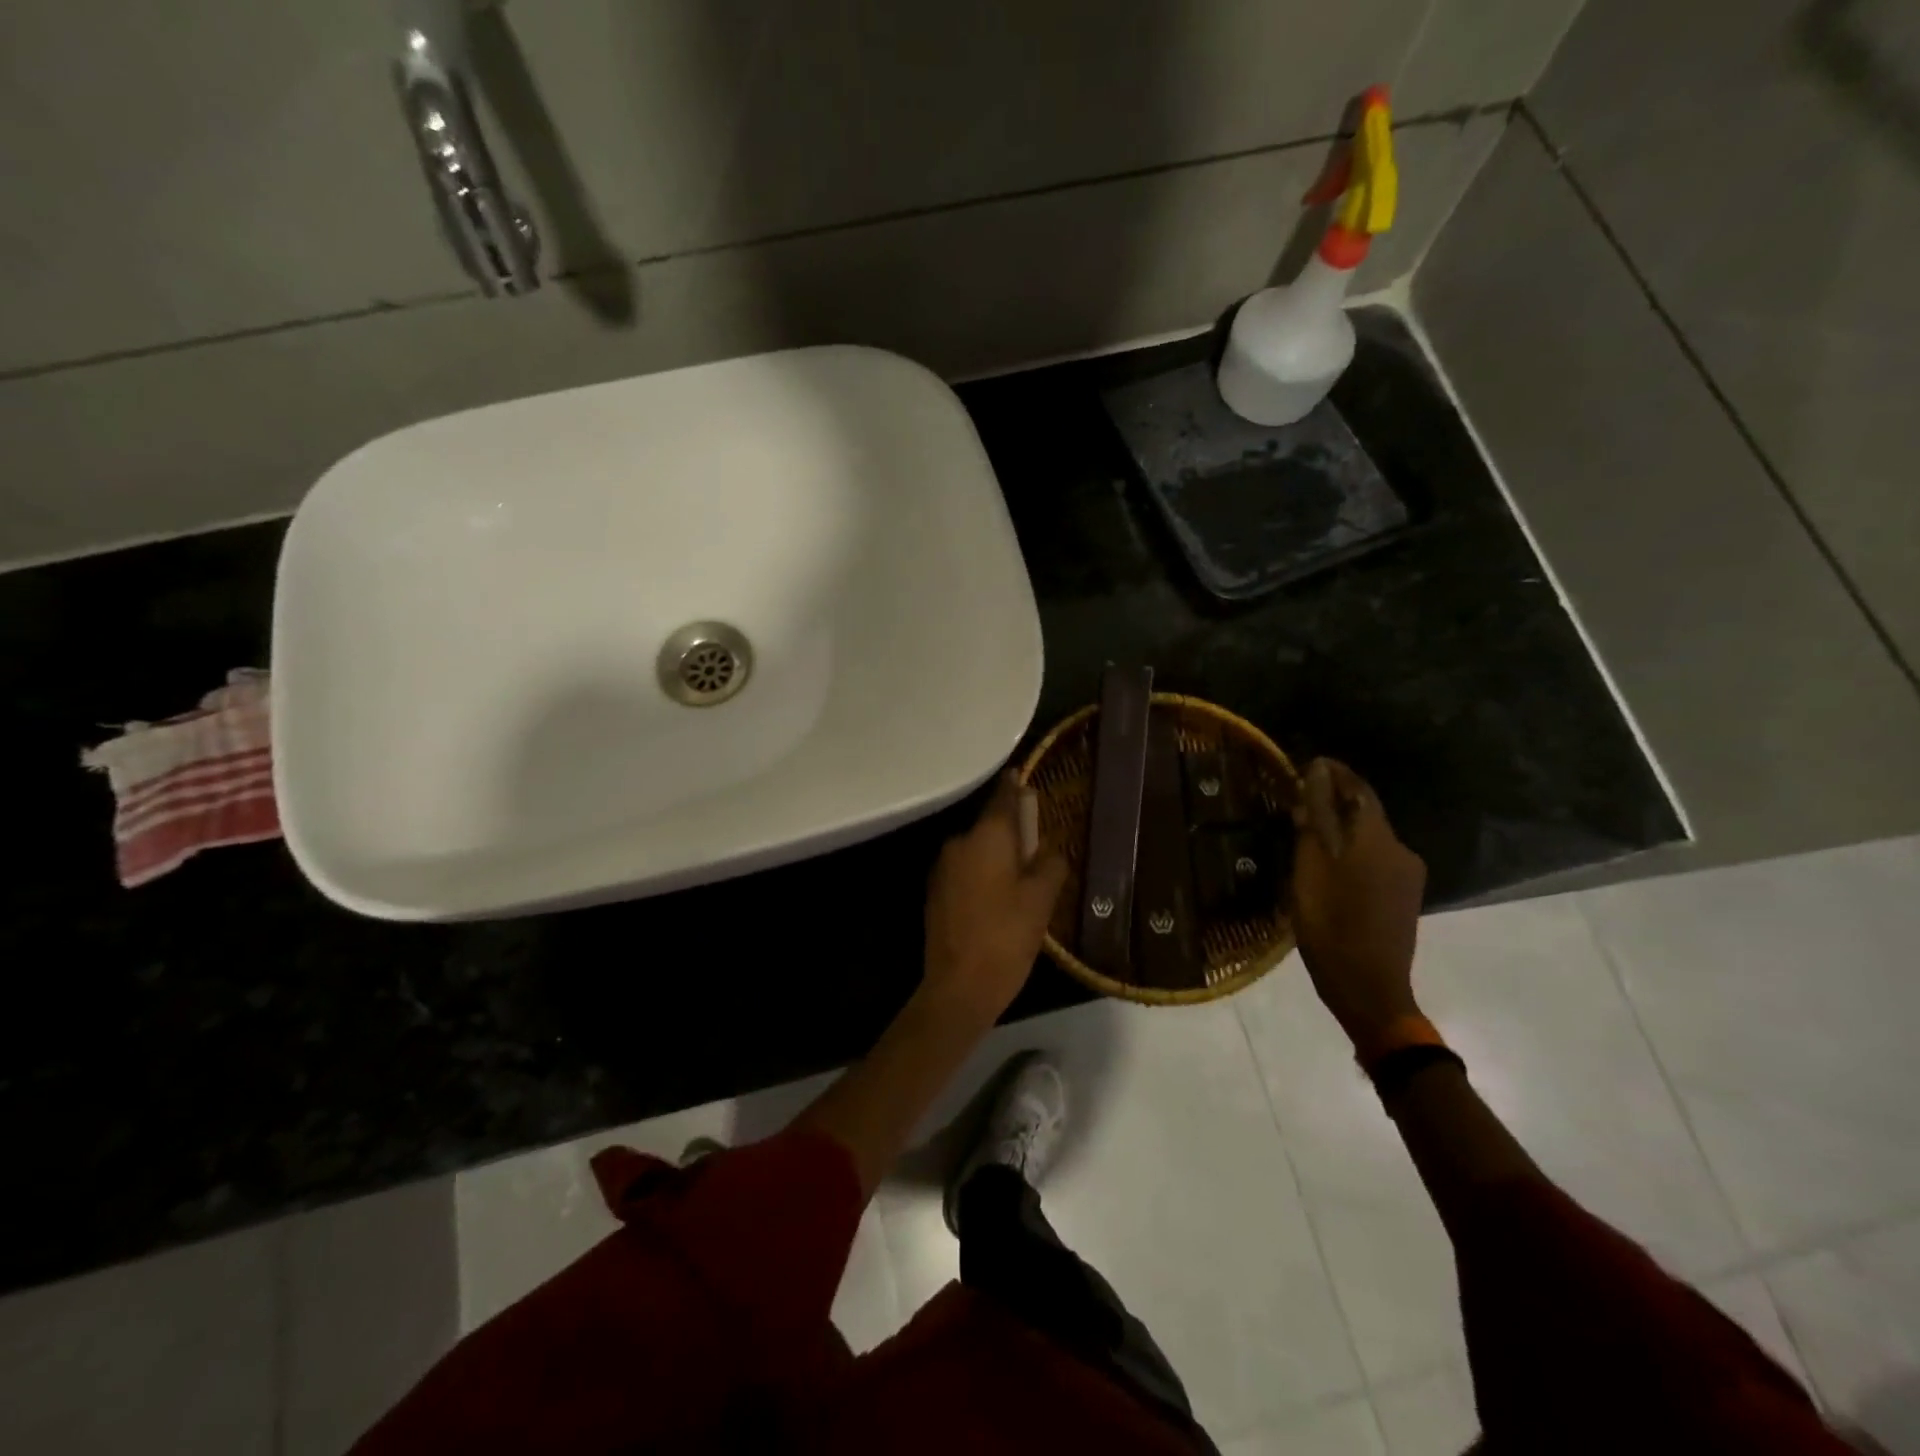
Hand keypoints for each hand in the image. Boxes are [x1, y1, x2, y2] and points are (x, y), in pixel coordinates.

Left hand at [922, 773, 1068, 1026]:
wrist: (958, 987)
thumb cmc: (1006, 937)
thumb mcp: (1041, 900)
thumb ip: (1050, 864)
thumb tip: (1048, 852)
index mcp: (987, 837)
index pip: (1003, 797)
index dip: (1015, 787)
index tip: (1023, 778)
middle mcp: (959, 843)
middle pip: (990, 826)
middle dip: (1013, 833)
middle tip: (1038, 850)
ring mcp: (942, 868)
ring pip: (977, 850)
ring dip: (997, 857)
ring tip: (1022, 881)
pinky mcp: (935, 892)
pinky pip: (965, 871)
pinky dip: (982, 875)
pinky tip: (998, 900)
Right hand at [1289, 758, 1426, 1045]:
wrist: (1369, 987)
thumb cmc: (1330, 923)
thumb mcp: (1310, 867)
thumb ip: (1315, 818)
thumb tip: (1316, 774)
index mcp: (1376, 838)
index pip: (1357, 789)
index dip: (1334, 773)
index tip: (1309, 763)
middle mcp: (1400, 849)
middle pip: (1365, 813)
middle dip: (1334, 801)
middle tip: (1298, 801)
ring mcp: (1407, 876)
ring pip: (1370, 837)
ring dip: (1342, 828)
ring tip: (1307, 834)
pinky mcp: (1405, 898)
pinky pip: (1375, 860)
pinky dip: (1352, 852)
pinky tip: (1329, 866)